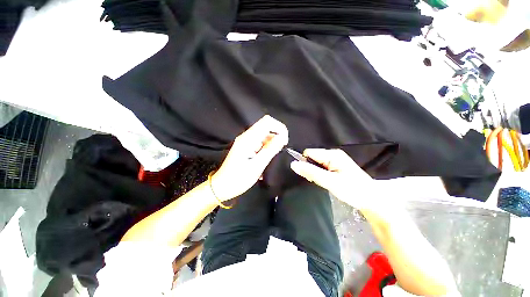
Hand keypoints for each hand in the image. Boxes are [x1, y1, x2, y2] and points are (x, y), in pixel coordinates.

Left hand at [211, 115, 288, 200]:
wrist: (223, 186)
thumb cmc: (239, 178)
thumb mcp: (257, 165)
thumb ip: (270, 149)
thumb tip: (282, 137)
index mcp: (248, 138)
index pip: (267, 121)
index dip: (279, 128)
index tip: (284, 142)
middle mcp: (247, 136)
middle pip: (266, 126)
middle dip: (277, 135)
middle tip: (280, 150)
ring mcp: (246, 141)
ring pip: (264, 134)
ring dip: (272, 142)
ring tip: (273, 157)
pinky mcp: (246, 146)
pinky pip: (260, 141)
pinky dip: (267, 147)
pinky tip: (267, 158)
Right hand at [290, 149, 399, 216]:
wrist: (371, 200)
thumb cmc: (352, 190)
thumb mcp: (329, 182)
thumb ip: (311, 172)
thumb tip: (293, 164)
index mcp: (332, 155)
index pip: (309, 153)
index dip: (304, 163)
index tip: (308, 175)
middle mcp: (333, 154)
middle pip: (312, 157)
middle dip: (310, 169)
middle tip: (318, 180)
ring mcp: (335, 160)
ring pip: (316, 163)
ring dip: (315, 172)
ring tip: (323, 182)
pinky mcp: (336, 166)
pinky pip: (321, 167)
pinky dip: (320, 174)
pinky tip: (326, 181)